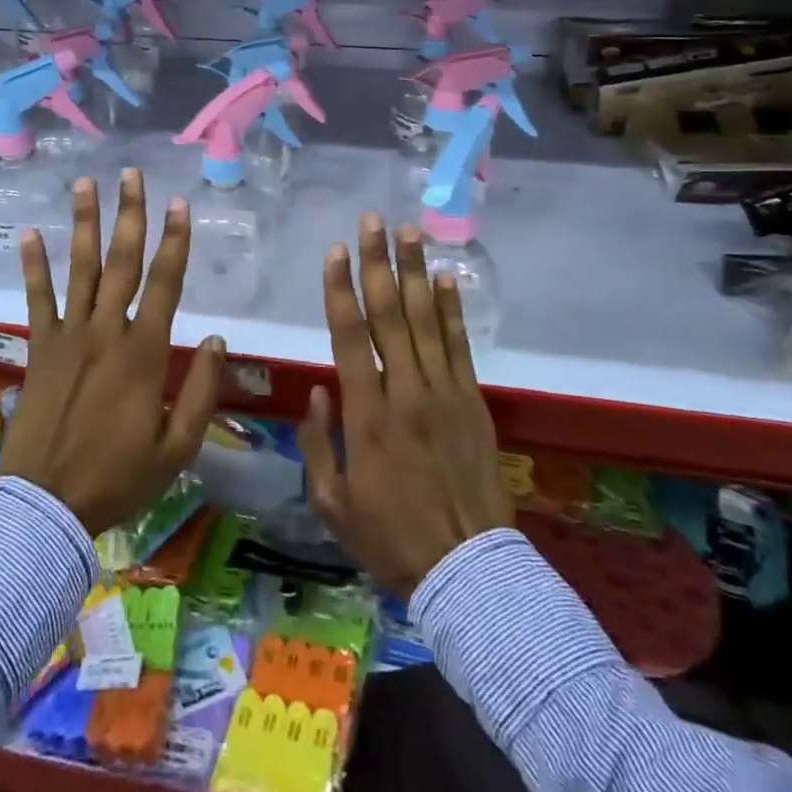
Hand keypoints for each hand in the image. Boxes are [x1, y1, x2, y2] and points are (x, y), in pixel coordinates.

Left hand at [3, 169, 224, 534]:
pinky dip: (33, 266)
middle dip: (130, 215)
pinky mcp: (39, 348)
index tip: (179, 204)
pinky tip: (30, 233)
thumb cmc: (118, 478)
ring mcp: (68, 336)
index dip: (176, 241)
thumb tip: (219, 340)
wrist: (46, 507)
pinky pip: (36, 299)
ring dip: (84, 223)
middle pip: (122, 262)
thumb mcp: (176, 448)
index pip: (166, 284)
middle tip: (131, 174)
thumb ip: (201, 392)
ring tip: (86, 184)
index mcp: (144, 354)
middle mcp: (106, 332)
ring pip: (79, 268)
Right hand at [298, 216, 513, 596]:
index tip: (334, 251)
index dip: (340, 290)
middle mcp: (406, 391)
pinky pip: (461, 345)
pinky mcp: (473, 401)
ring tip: (409, 231)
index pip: (349, 336)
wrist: (467, 570)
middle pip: (389, 314)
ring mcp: (445, 393)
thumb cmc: (391, 537)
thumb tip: (319, 389)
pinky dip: (452, 309)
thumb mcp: (333, 502)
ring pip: (426, 320)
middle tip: (372, 221)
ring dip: (415, 272)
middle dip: (378, 262)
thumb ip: (318, 442)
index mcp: (367, 415)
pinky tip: (445, 278)